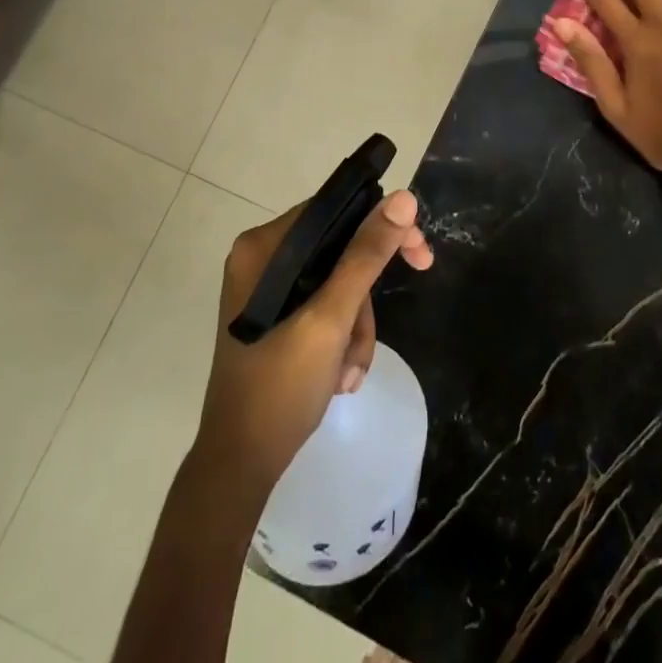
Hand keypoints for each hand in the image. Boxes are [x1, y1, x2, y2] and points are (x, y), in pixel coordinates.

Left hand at [193, 189, 433, 492]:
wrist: (241, 463)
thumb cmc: (280, 386)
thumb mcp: (330, 318)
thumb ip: (366, 256)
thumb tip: (403, 199)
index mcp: (263, 247)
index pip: (334, 210)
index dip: (381, 227)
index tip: (420, 253)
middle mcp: (262, 259)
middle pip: (340, 249)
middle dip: (365, 297)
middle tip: (405, 306)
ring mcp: (268, 290)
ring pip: (338, 284)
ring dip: (356, 327)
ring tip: (348, 371)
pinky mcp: (276, 317)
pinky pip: (326, 308)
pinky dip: (342, 339)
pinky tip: (340, 376)